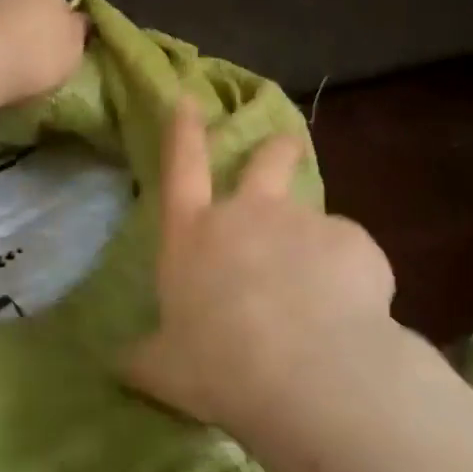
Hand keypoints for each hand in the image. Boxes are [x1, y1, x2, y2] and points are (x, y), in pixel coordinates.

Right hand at [124, 97, 395, 430]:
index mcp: (195, 235)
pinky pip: (351, 255)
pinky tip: (350, 316)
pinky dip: (350, 278)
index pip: (183, 167)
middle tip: (285, 146)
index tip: (189, 99)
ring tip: (323, 293)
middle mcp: (249, 214)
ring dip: (314, 242)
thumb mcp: (164, 369)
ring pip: (313, 218)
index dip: (184, 131)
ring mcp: (304, 222)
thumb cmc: (217, 366)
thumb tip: (118, 364)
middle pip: (265, 162)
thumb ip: (144, 359)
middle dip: (275, 150)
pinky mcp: (353, 243)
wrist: (305, 372)